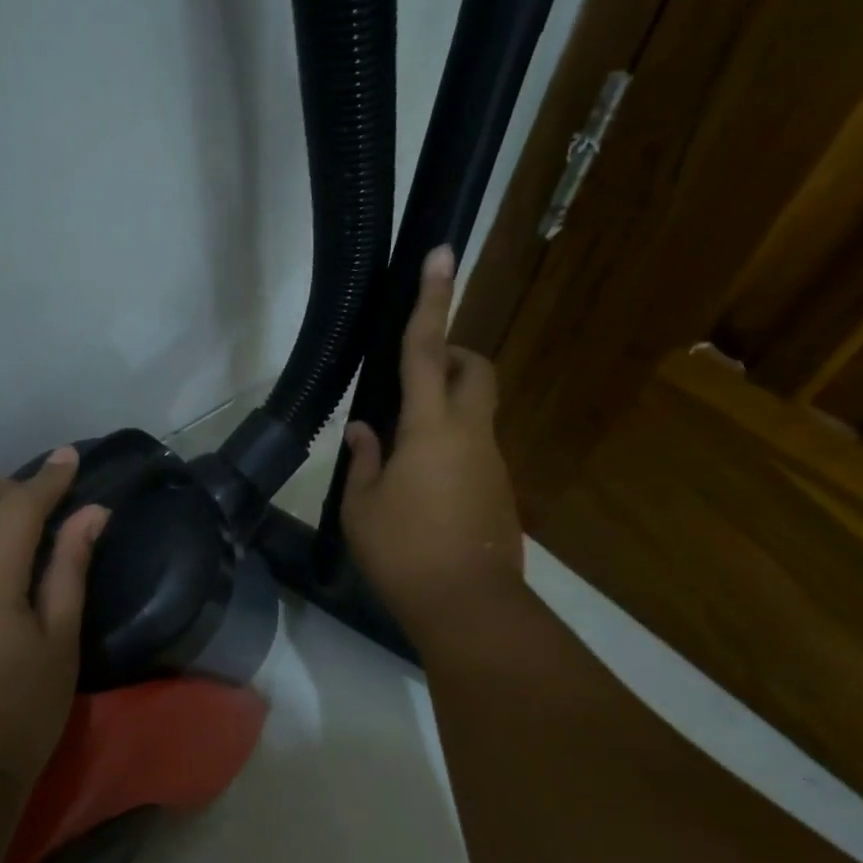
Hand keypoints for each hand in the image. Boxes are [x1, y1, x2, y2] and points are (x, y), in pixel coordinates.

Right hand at [341, 246, 524, 645]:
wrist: (468, 607)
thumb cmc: (404, 553)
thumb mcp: (363, 507)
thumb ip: (365, 459)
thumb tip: (365, 429)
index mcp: (431, 429)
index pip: (427, 350)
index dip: (433, 300)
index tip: (443, 254)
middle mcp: (471, 434)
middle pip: (473, 369)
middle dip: (451, 355)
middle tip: (412, 379)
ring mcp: (492, 461)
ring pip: (475, 411)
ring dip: (444, 409)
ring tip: (401, 452)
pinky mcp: (500, 488)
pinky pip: (474, 447)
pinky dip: (450, 446)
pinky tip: (422, 488)